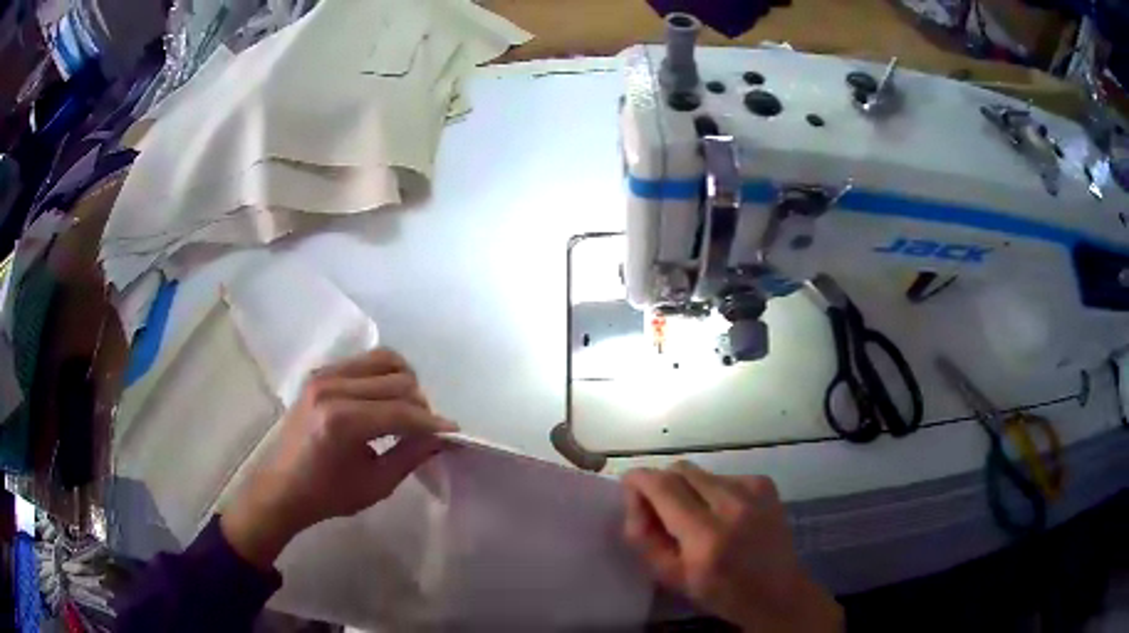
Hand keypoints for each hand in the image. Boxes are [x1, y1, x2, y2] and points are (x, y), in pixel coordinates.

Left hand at [221, 349, 456, 568]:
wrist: (282, 486)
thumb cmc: (327, 494)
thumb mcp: (376, 484)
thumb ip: (411, 456)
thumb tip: (442, 438)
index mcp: (342, 421)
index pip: (402, 411)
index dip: (432, 422)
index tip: (453, 432)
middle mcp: (332, 388)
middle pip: (398, 379)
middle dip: (420, 403)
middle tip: (424, 429)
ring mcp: (324, 375)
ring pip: (383, 359)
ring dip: (404, 382)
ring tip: (406, 409)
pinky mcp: (320, 373)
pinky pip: (364, 361)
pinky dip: (383, 375)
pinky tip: (383, 400)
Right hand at [623, 462, 842, 631]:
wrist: (777, 591)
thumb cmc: (721, 592)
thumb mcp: (671, 577)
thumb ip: (644, 538)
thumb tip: (635, 500)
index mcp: (706, 535)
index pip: (663, 487)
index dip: (639, 480)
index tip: (628, 483)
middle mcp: (732, 504)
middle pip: (681, 470)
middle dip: (662, 483)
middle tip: (659, 508)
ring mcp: (753, 489)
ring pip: (701, 472)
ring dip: (688, 489)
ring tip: (695, 516)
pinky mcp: (764, 483)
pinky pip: (723, 476)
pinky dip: (712, 491)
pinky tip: (722, 515)